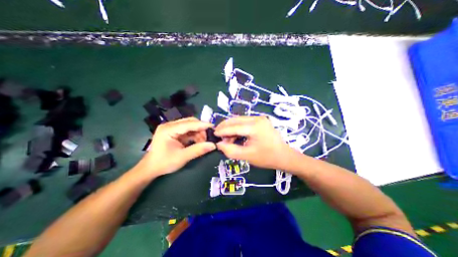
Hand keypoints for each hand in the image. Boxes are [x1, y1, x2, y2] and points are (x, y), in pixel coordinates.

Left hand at [134, 116, 215, 177]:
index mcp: (168, 129)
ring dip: (198, 133)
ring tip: (202, 143)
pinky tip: (198, 142)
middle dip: (200, 129)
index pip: (188, 124)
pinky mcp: (174, 132)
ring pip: (190, 126)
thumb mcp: (182, 157)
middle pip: (190, 122)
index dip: (202, 125)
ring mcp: (172, 128)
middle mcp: (170, 125)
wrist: (150, 168)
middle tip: (207, 139)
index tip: (213, 127)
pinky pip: (188, 131)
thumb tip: (213, 145)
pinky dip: (195, 135)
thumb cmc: (164, 163)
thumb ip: (198, 150)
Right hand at [215, 117, 296, 170]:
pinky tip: (234, 136)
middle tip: (217, 135)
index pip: (234, 127)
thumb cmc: (266, 158)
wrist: (284, 156)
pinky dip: (237, 128)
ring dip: (231, 128)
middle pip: (236, 120)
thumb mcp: (246, 156)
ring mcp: (259, 118)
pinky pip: (244, 122)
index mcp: (255, 127)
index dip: (222, 131)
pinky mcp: (260, 121)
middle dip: (225, 127)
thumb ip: (230, 150)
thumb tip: (219, 144)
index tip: (213, 134)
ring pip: (239, 120)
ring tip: (226, 139)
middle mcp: (257, 118)